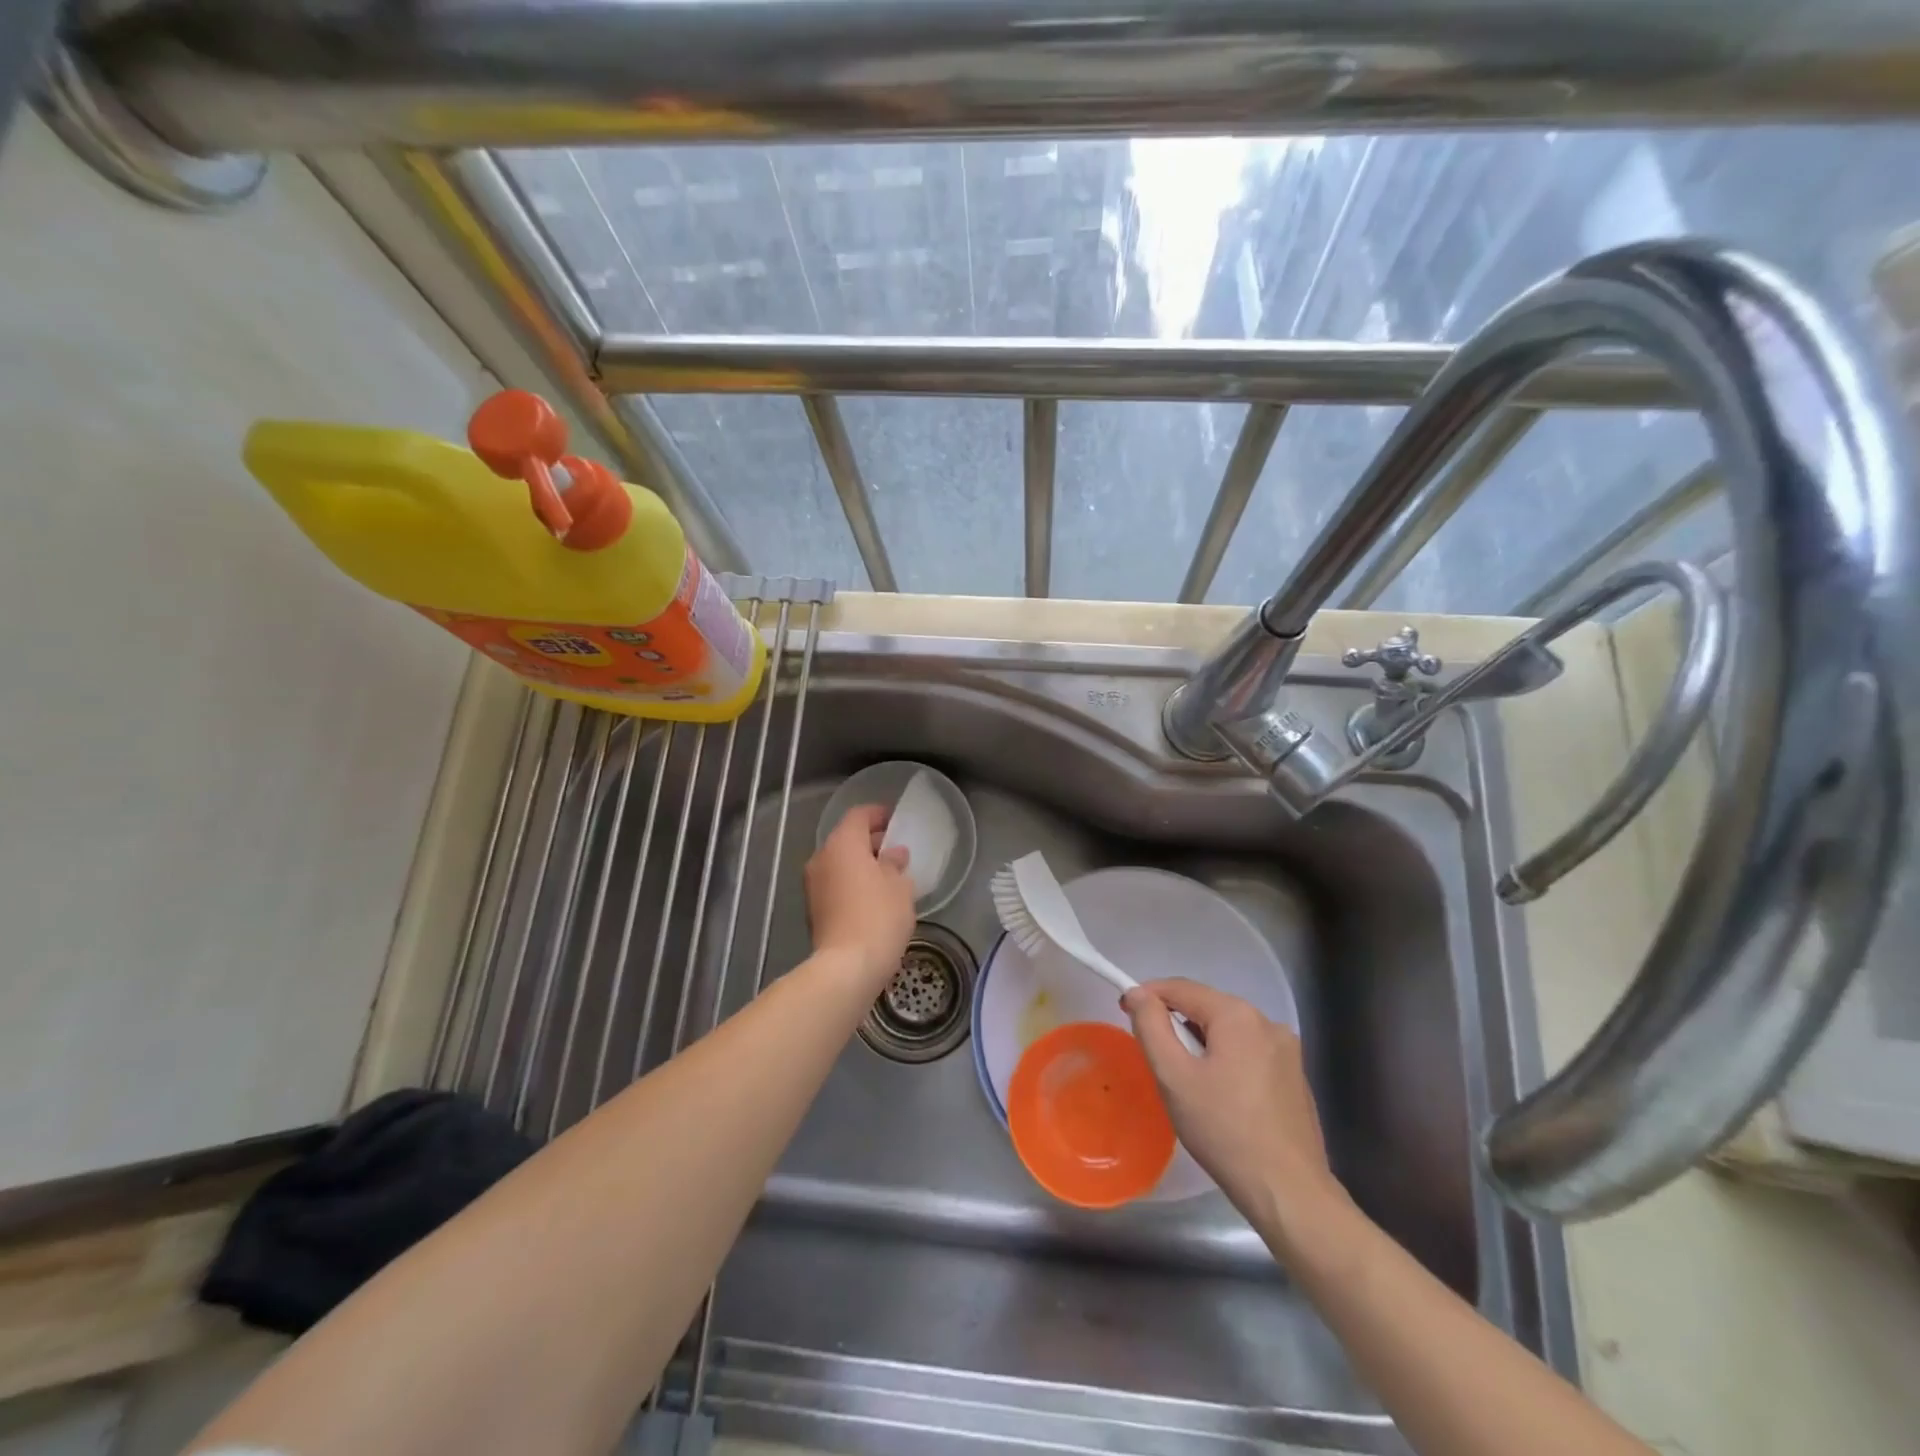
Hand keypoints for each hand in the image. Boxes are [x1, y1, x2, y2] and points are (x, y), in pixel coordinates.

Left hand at [804, 804, 915, 989]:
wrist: (846, 967)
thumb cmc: (878, 916)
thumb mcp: (900, 886)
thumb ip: (895, 864)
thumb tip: (893, 854)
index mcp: (842, 844)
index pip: (859, 815)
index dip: (878, 814)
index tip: (896, 821)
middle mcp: (821, 858)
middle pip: (846, 839)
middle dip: (871, 841)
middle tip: (896, 851)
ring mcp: (813, 885)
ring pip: (839, 864)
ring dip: (860, 865)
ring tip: (887, 877)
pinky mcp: (813, 909)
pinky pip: (835, 885)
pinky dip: (851, 884)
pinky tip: (872, 899)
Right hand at [1121, 978, 1340, 1234]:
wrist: (1289, 1193)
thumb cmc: (1224, 1130)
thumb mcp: (1174, 1076)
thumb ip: (1151, 1026)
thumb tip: (1137, 993)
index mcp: (1237, 1015)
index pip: (1181, 988)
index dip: (1147, 995)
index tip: (1124, 1012)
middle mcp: (1267, 1022)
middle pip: (1206, 1007)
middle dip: (1175, 1022)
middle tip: (1154, 1055)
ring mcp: (1287, 1050)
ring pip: (1228, 1031)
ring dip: (1200, 1043)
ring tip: (1184, 1080)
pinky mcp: (1295, 1077)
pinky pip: (1249, 1052)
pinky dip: (1226, 1060)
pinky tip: (1219, 1096)